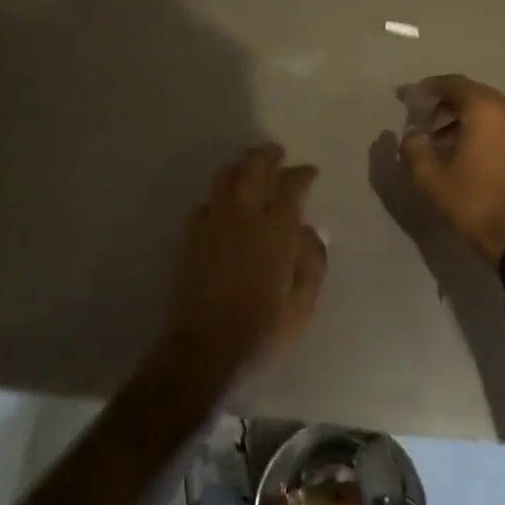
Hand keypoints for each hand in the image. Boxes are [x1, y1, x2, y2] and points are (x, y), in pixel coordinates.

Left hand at [158, 146, 328, 385]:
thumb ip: (312, 261)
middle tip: (278, 154)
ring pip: (225, 177)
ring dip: (240, 167)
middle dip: (268, 155)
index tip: (310, 172)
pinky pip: (205, 203)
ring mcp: (213, 222)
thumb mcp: (303, 303)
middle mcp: (244, 214)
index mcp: (276, 228)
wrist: (203, 350)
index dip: (302, 173)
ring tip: (250, 169)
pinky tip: (223, 207)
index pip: (291, 184)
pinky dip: (218, 198)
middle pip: (254, 166)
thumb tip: (313, 229)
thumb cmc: (262, 331)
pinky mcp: (191, 236)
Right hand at [398, 75, 504, 265]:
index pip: (453, 83)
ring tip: (442, 141)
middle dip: (447, 104)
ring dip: (465, 118)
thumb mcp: (430, 176)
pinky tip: (468, 153)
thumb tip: (412, 134)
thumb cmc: (473, 201)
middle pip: (473, 94)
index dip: (430, 88)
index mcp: (485, 108)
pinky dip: (484, 130)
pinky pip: (503, 126)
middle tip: (425, 120)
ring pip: (490, 111)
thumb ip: (413, 147)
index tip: (412, 98)